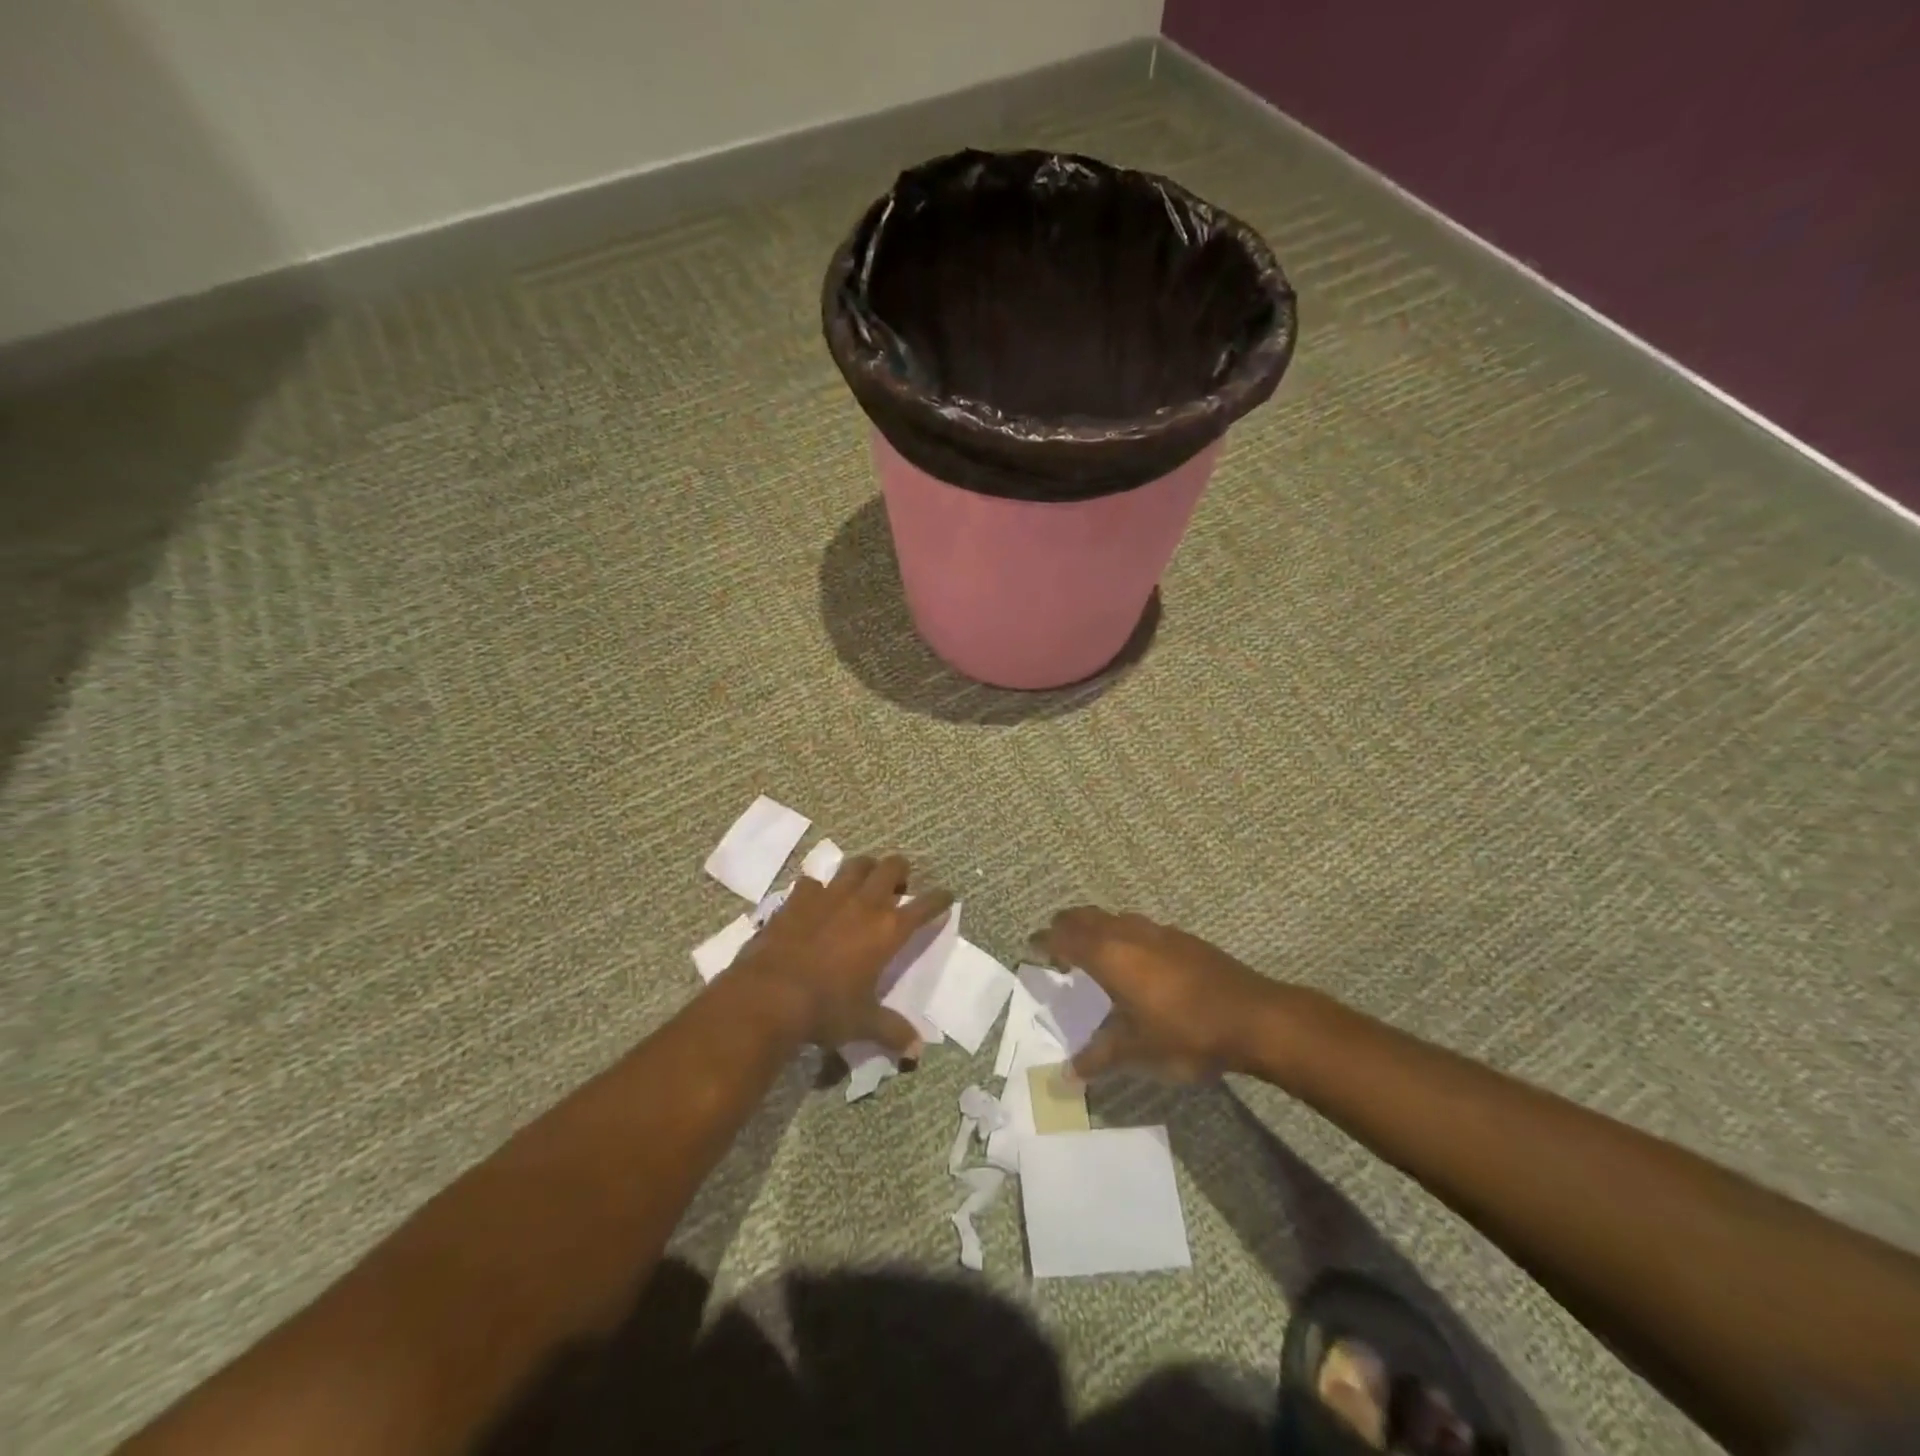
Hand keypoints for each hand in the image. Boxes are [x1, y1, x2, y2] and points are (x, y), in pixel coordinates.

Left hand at [733, 854, 953, 1055]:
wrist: (770, 995)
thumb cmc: (825, 1009)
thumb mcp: (863, 1023)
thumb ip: (892, 1031)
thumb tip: (917, 1052)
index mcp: (888, 930)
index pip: (924, 906)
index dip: (939, 899)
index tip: (946, 896)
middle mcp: (864, 904)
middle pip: (891, 868)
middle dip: (900, 870)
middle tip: (899, 883)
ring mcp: (829, 896)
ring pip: (855, 865)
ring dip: (864, 869)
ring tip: (863, 880)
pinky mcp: (798, 898)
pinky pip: (813, 882)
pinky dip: (818, 889)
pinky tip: (815, 900)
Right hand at [1037, 907, 1282, 1081]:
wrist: (1252, 1017)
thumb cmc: (1184, 1033)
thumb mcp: (1136, 1051)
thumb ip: (1097, 1058)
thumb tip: (1065, 1078)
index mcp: (1109, 955)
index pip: (1064, 937)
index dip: (1045, 940)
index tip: (1031, 946)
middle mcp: (1128, 934)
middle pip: (1085, 917)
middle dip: (1066, 926)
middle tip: (1056, 945)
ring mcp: (1158, 932)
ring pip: (1114, 918)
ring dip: (1096, 928)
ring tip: (1092, 952)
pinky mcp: (1182, 938)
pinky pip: (1138, 927)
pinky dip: (1122, 935)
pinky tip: (1136, 961)